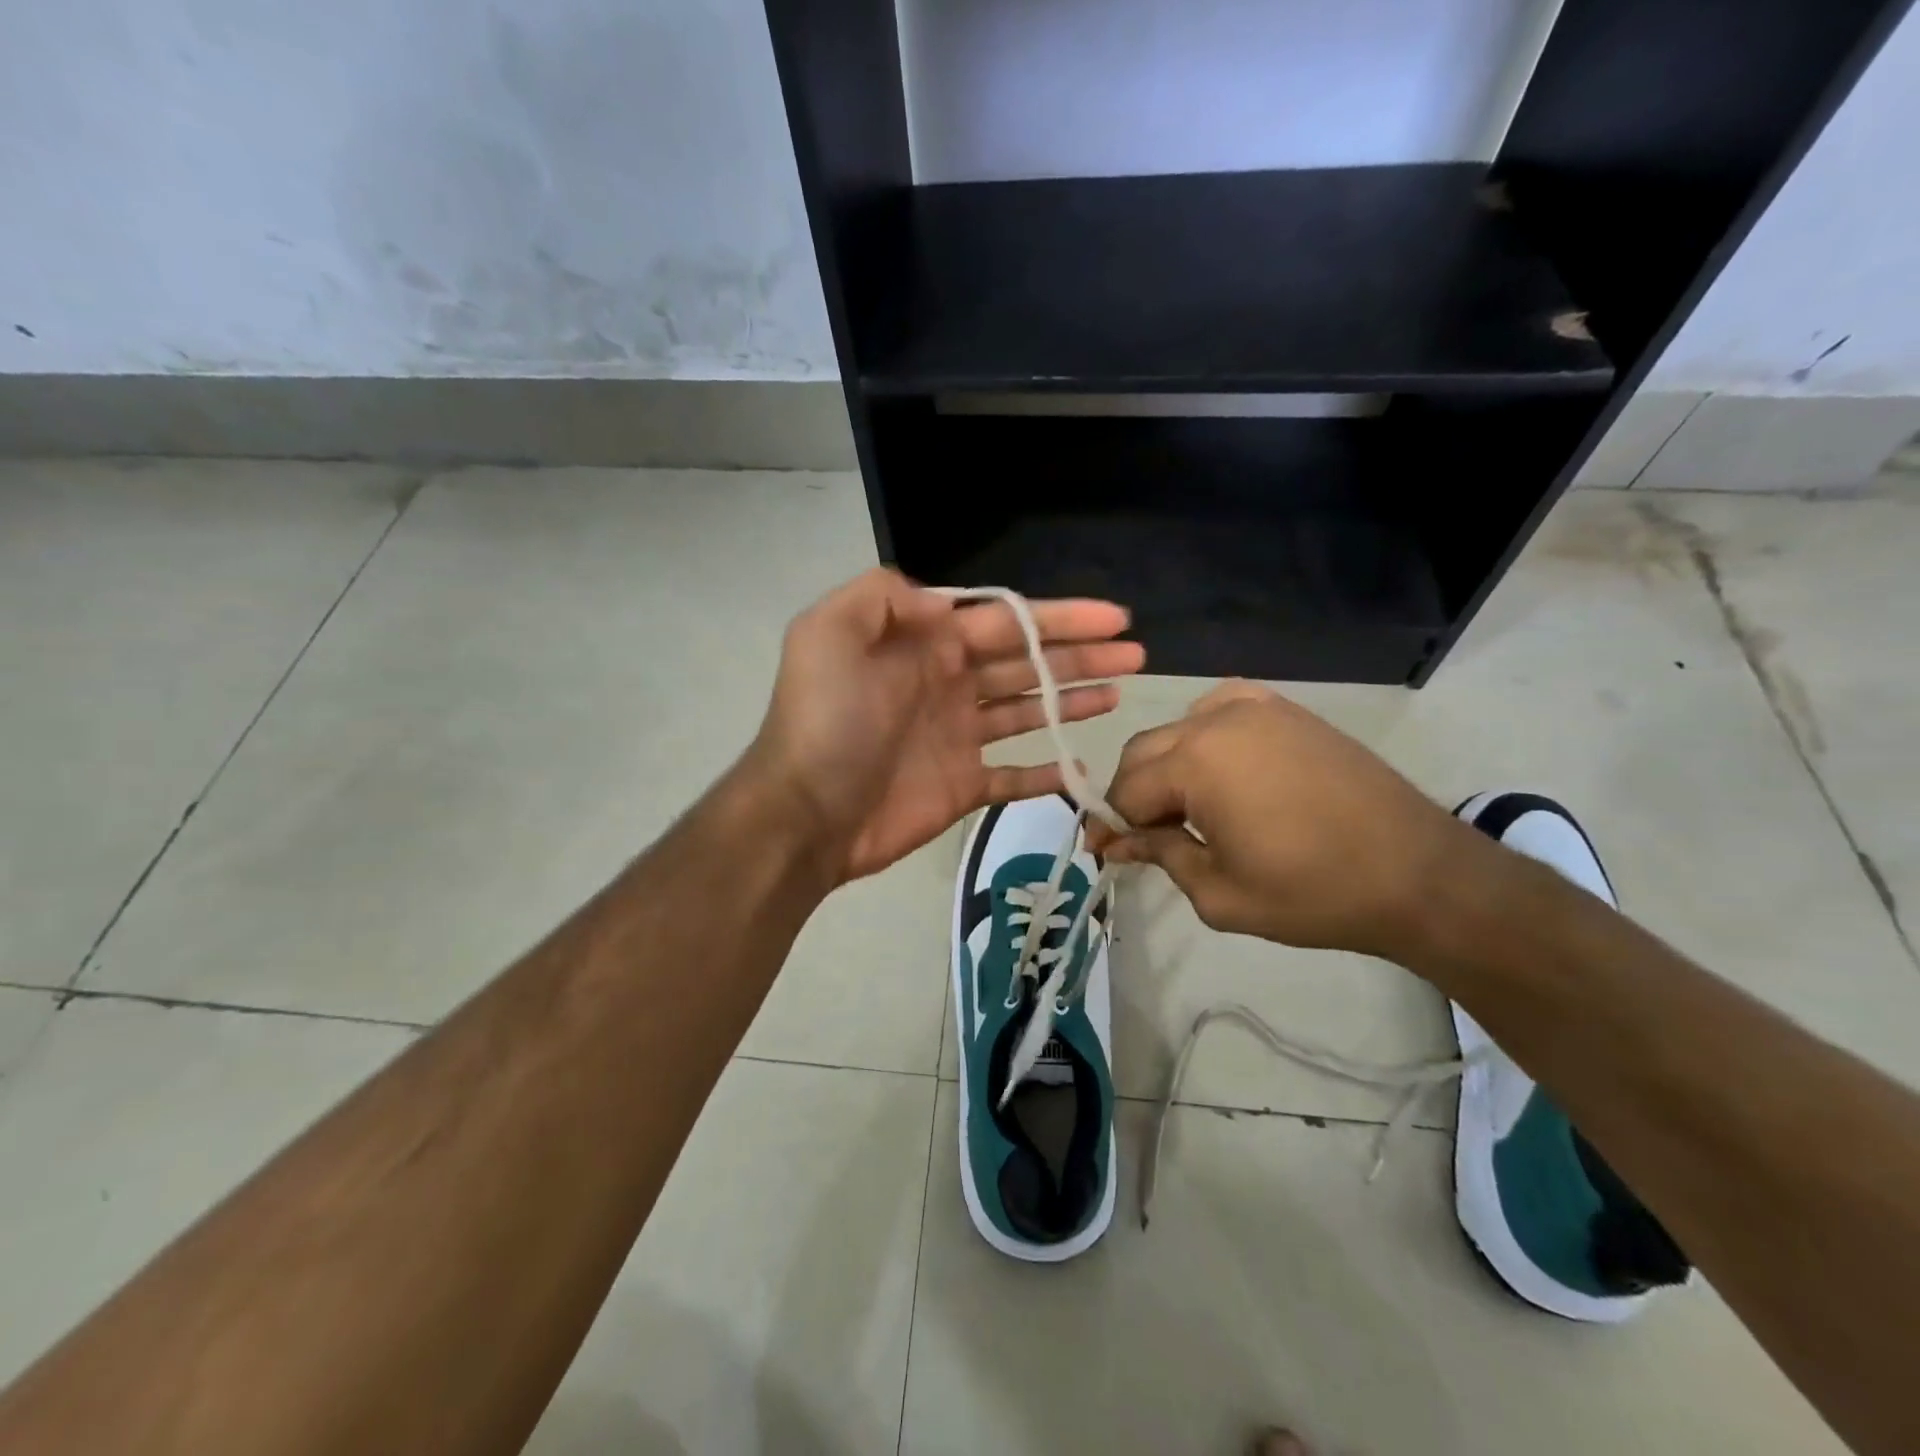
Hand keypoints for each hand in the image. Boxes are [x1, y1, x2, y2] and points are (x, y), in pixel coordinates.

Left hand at [747, 568, 1144, 883]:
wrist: (805, 813)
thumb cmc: (827, 722)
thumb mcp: (830, 633)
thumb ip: (883, 597)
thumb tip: (941, 599)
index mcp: (925, 644)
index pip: (1005, 620)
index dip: (1060, 617)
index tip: (1113, 617)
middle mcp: (947, 682)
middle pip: (1026, 661)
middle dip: (1080, 655)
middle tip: (1135, 654)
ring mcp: (958, 736)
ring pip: (1027, 710)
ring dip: (1072, 699)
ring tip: (1120, 692)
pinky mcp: (963, 785)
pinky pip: (1014, 776)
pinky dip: (1046, 771)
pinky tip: (1082, 765)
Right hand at [1084, 682, 1473, 959]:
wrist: (1417, 873)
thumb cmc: (1313, 893)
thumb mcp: (1219, 893)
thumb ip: (1160, 856)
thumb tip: (1119, 841)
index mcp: (1195, 762)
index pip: (1126, 790)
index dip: (1112, 824)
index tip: (1107, 852)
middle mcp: (1216, 720)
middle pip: (1143, 753)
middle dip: (1134, 796)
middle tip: (1143, 838)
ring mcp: (1255, 707)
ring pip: (1178, 730)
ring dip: (1167, 767)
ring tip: (1185, 809)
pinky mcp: (1286, 710)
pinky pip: (1220, 710)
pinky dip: (1204, 737)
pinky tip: (1221, 768)